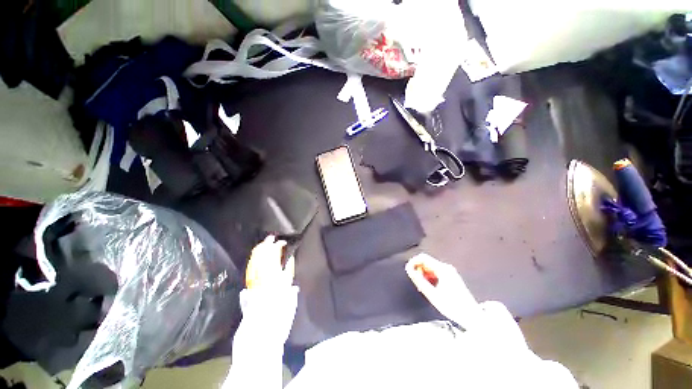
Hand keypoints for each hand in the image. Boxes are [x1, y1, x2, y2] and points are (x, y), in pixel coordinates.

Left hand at [245, 236, 294, 289]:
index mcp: (273, 265)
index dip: (280, 243)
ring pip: (256, 253)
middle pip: (264, 248)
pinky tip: (258, 252)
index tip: (284, 242)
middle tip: (273, 237)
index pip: (275, 249)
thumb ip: (289, 264)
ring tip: (265, 242)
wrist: (265, 305)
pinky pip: (251, 260)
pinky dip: (255, 254)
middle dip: (268, 241)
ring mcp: (254, 269)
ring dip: (261, 246)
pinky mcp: (249, 274)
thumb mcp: (288, 277)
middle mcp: (262, 265)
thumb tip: (290, 256)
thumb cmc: (279, 292)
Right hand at [406, 253, 480, 327]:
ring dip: (423, 274)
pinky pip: (435, 272)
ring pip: (430, 267)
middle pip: (427, 262)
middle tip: (414, 281)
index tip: (408, 270)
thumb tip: (410, 271)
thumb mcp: (433, 295)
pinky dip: (429, 277)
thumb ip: (420, 281)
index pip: (423, 257)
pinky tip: (429, 288)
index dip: (413, 262)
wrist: (472, 317)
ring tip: (421, 286)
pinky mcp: (451, 277)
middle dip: (418, 269)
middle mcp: (446, 268)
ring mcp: (449, 272)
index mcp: (443, 269)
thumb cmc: (453, 307)